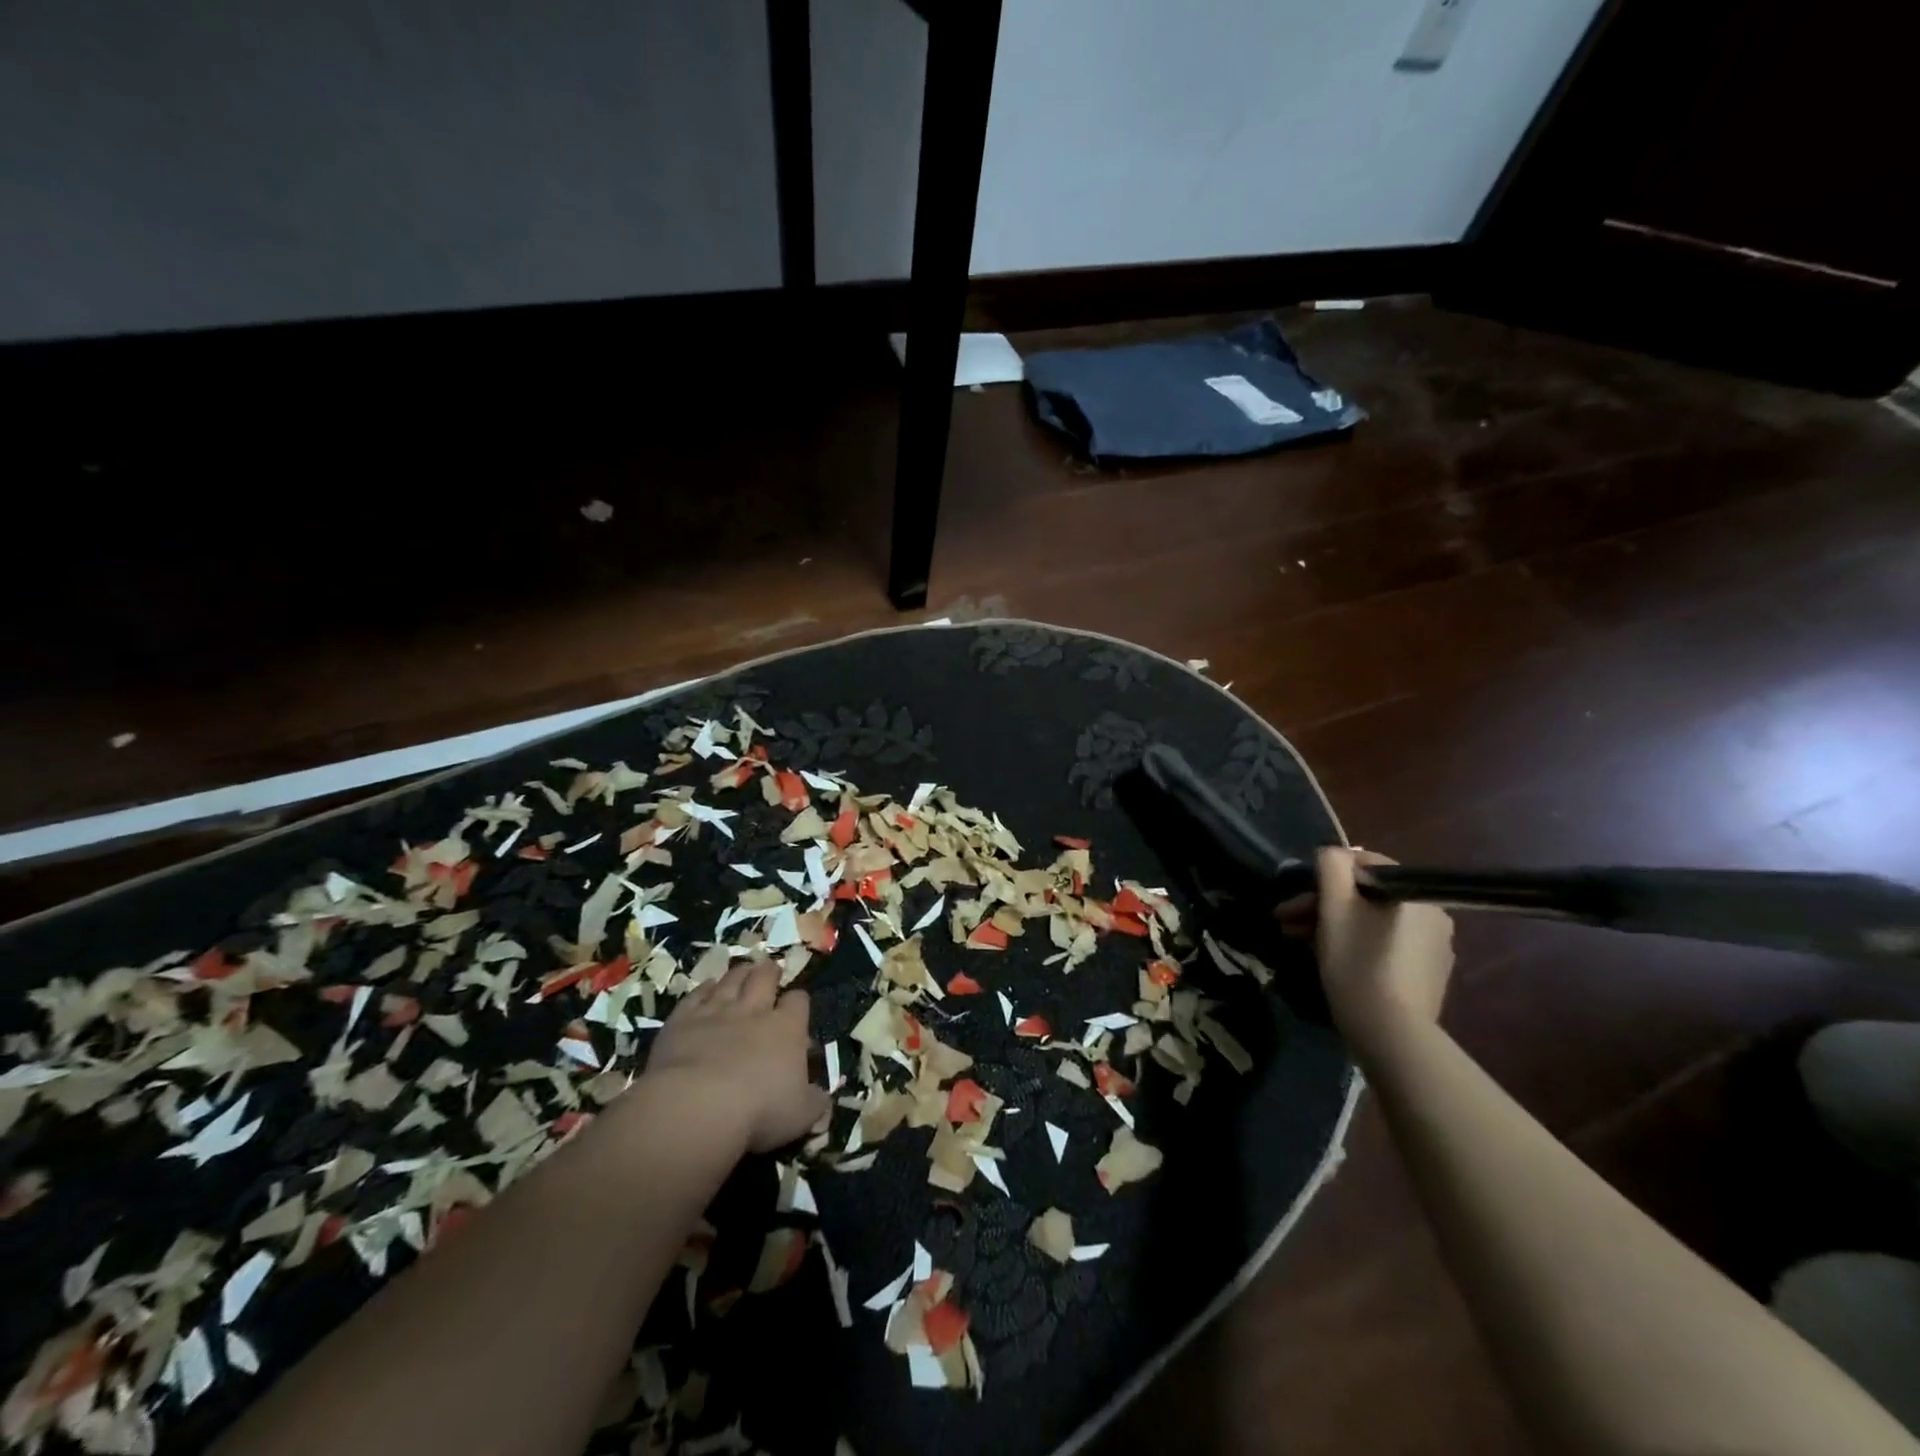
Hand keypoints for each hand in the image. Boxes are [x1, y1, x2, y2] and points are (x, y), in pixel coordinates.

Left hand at [641, 960, 829, 1154]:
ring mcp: (716, 1012)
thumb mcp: (801, 1115)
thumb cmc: (759, 1111)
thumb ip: (816, 1103)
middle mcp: (753, 1011)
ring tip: (743, 970)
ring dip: (739, 974)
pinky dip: (703, 989)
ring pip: (731, 980)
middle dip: (769, 972)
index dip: (798, 1001)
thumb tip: (824, 1099)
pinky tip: (705, 987)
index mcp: (787, 1028)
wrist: (697, 1106)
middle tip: (770, 971)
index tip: (797, 1006)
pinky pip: (695, 995)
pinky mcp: (682, 1020)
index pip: (798, 1001)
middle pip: (764, 978)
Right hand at [1284, 848, 1454, 1046]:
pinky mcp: (1426, 975)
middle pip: (1366, 896)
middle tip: (1286, 921)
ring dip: (1334, 925)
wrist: (1391, 1035)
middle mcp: (1433, 915)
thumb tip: (1331, 852)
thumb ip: (1331, 867)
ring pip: (1372, 921)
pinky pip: (1385, 945)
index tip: (1296, 896)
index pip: (1365, 864)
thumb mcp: (1335, 907)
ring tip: (1298, 942)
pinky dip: (1356, 944)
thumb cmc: (1357, 962)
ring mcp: (1434, 948)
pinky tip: (1331, 960)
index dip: (1325, 875)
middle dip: (1322, 904)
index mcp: (1415, 894)